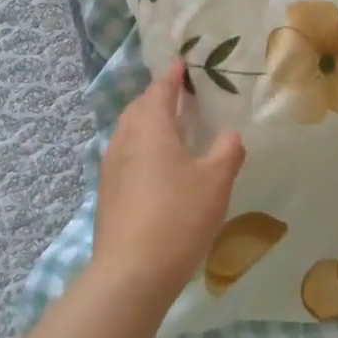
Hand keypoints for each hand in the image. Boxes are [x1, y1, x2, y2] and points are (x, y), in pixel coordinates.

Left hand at [91, 60, 246, 303]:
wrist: (131, 273)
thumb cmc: (177, 217)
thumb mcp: (215, 182)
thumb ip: (227, 152)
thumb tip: (230, 135)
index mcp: (150, 126)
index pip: (160, 89)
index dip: (173, 75)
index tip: (183, 63)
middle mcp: (125, 138)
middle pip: (139, 107)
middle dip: (158, 98)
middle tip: (182, 96)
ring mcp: (111, 166)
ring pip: (129, 132)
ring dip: (148, 124)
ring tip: (171, 130)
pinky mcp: (107, 192)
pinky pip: (125, 155)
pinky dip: (141, 149)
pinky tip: (157, 169)